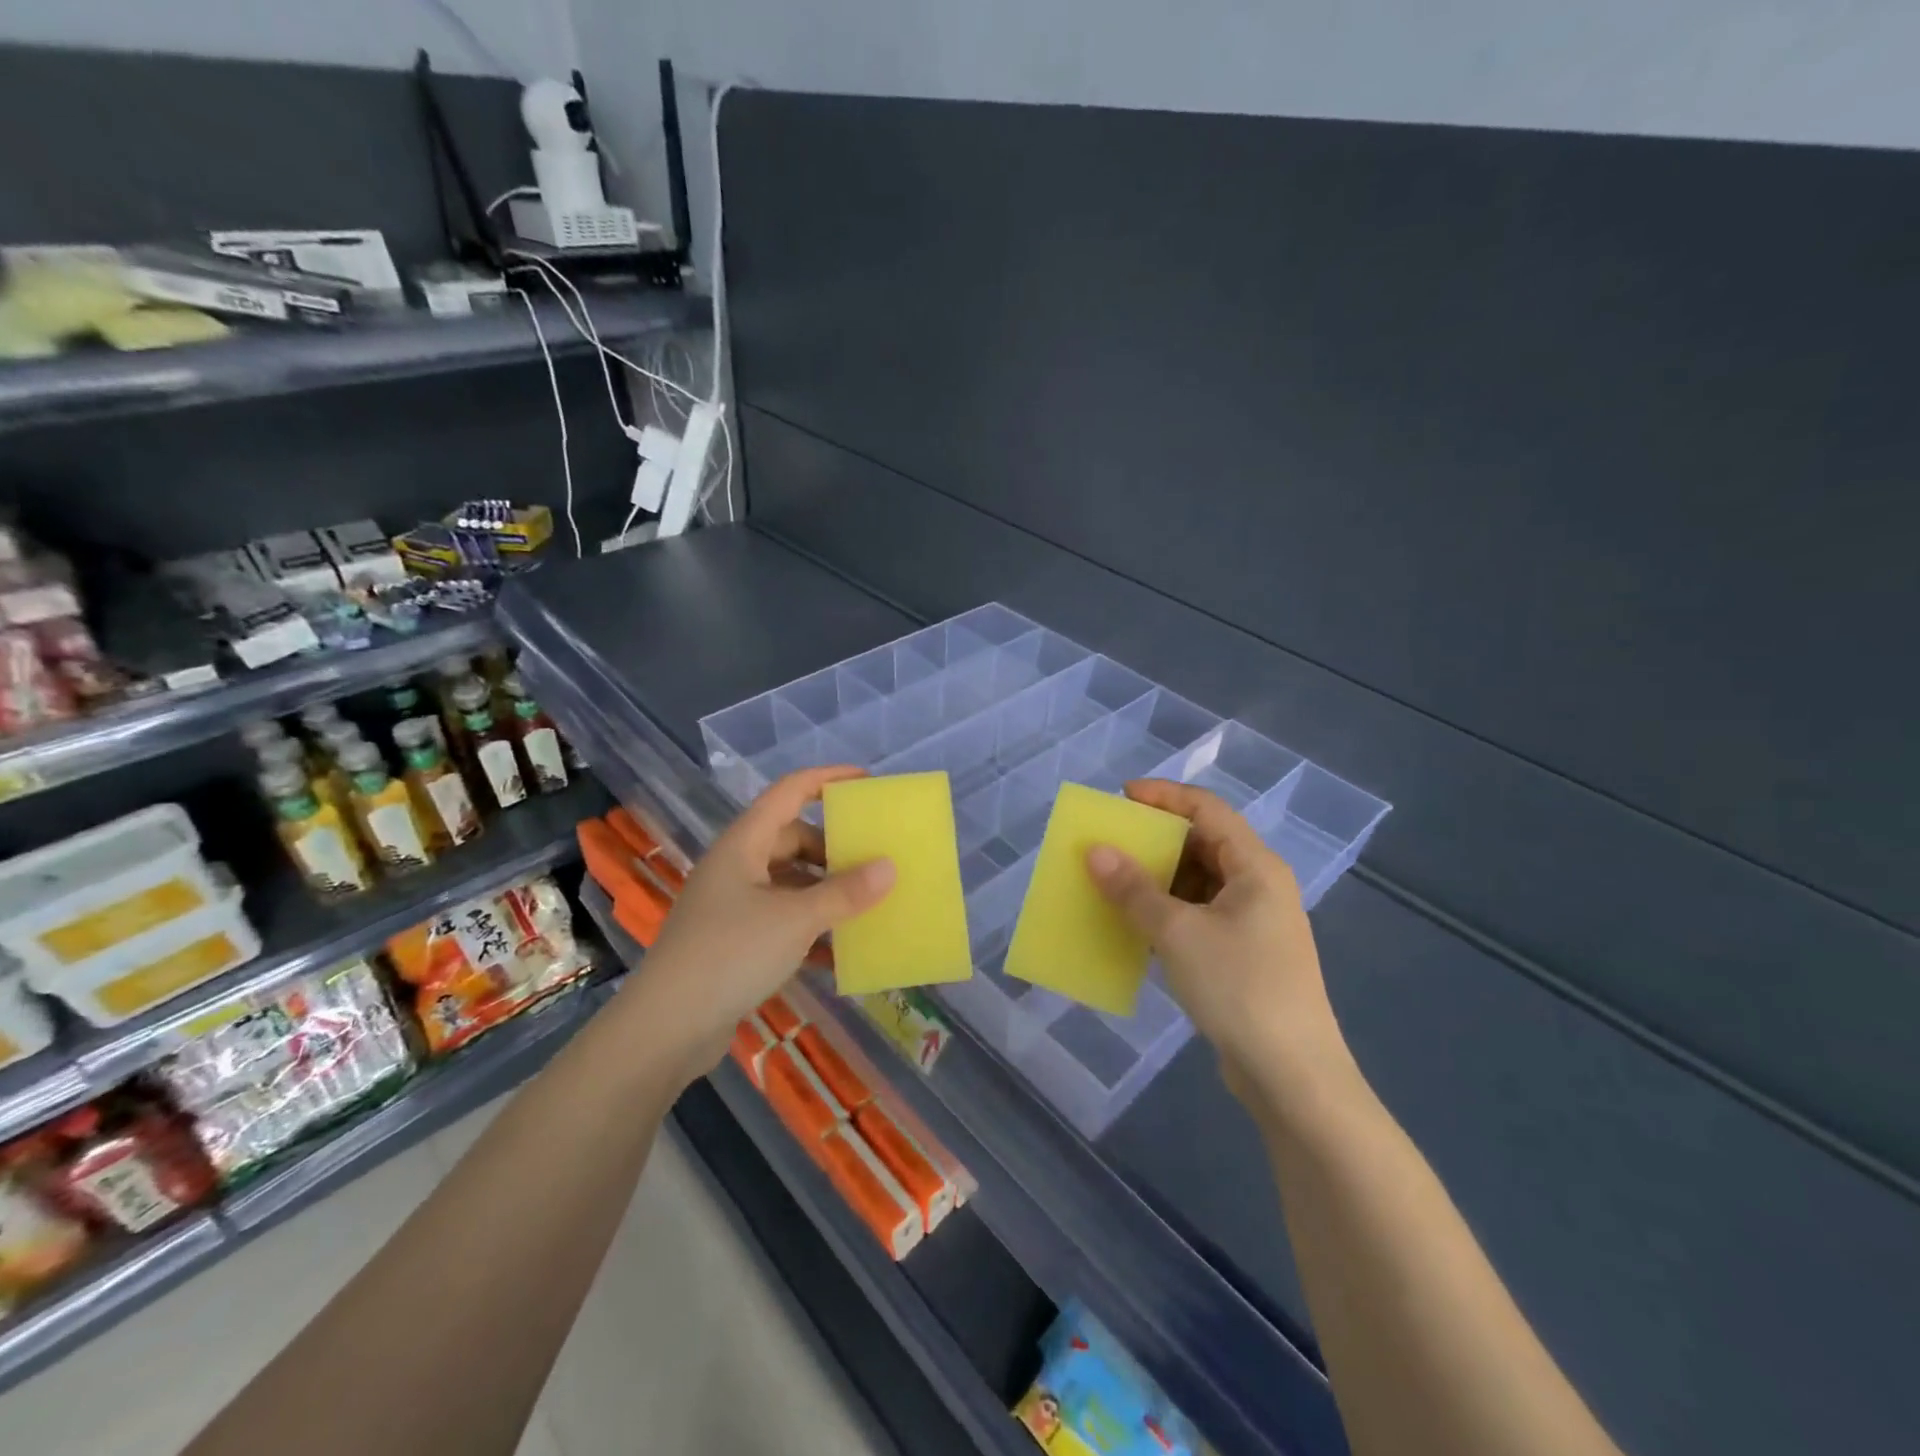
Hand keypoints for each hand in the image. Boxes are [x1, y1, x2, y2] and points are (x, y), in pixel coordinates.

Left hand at [618, 767, 894, 1083]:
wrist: (665, 1028)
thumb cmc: (730, 954)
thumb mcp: (795, 920)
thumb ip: (844, 893)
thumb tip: (889, 866)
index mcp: (744, 844)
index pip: (789, 792)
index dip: (827, 779)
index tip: (866, 781)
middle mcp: (737, 866)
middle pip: (792, 839)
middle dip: (833, 848)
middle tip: (873, 860)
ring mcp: (733, 905)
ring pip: (789, 883)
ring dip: (825, 892)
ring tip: (866, 905)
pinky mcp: (734, 942)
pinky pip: (782, 921)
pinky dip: (810, 930)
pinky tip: (839, 953)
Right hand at [1085, 781, 1353, 1106]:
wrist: (1292, 1076)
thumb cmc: (1240, 988)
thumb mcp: (1179, 933)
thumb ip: (1134, 890)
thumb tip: (1095, 851)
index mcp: (1256, 867)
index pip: (1207, 810)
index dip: (1164, 796)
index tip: (1120, 797)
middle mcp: (1258, 886)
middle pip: (1203, 844)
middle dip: (1155, 840)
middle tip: (1110, 841)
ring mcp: (1252, 923)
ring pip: (1198, 883)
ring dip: (1157, 879)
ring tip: (1112, 881)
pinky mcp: (1242, 955)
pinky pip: (1197, 916)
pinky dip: (1166, 912)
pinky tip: (1134, 924)